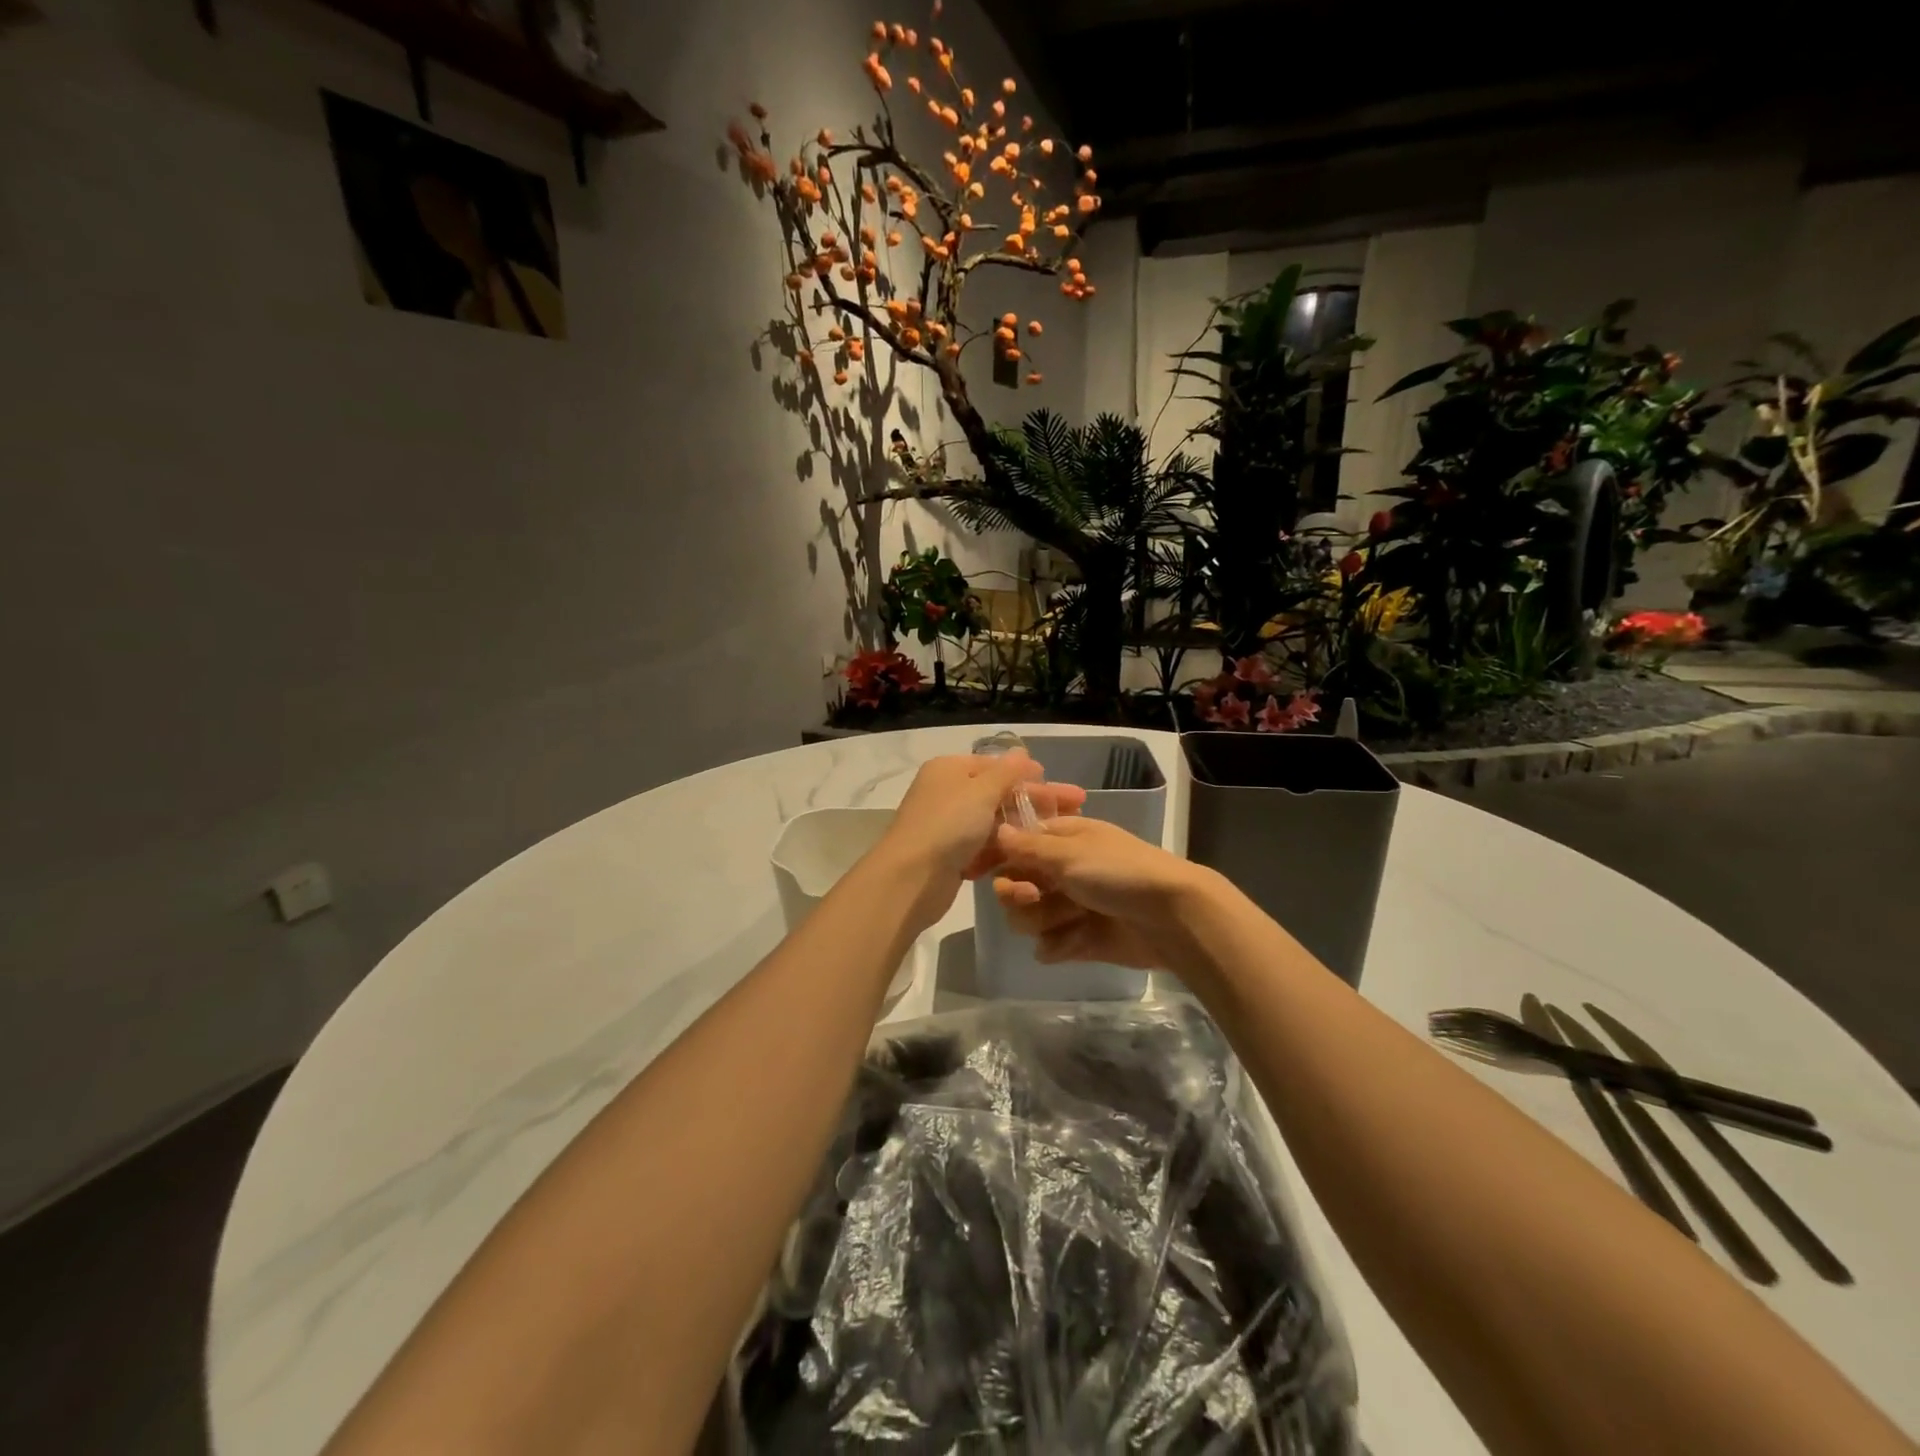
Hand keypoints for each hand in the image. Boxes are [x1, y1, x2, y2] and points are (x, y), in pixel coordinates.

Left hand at [877, 753, 1086, 926]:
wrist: (911, 879)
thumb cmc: (948, 825)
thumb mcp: (981, 791)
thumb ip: (1006, 772)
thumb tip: (1022, 753)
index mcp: (949, 770)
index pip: (994, 765)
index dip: (1026, 773)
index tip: (1056, 783)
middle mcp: (947, 793)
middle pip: (998, 794)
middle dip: (1035, 801)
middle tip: (1076, 806)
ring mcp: (948, 826)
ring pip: (993, 823)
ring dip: (1023, 827)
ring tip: (1059, 834)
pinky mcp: (951, 856)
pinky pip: (983, 847)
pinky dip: (1003, 849)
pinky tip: (1032, 854)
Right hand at [990, 817, 1213, 969]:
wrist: (1172, 917)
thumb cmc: (1120, 872)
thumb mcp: (1070, 852)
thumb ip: (1028, 846)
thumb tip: (997, 829)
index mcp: (1062, 840)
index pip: (1014, 847)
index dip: (999, 860)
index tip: (985, 871)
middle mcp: (1062, 872)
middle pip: (1014, 886)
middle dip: (1019, 895)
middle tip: (1034, 897)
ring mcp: (1071, 907)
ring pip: (1028, 919)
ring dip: (1043, 920)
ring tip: (1071, 920)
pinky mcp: (1081, 940)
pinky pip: (1048, 946)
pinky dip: (1059, 946)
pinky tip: (1077, 942)